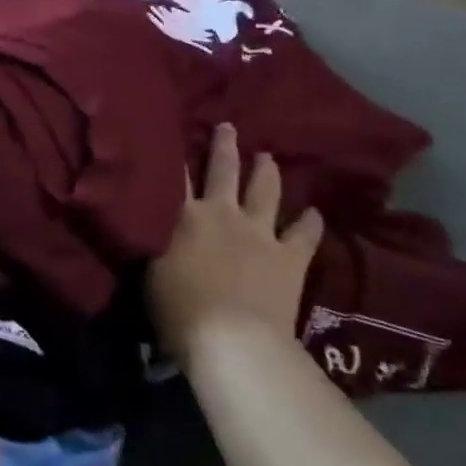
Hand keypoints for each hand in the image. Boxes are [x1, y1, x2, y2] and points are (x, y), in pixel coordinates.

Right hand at [148, 125, 323, 363]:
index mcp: (186, 216)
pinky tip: (314, 212)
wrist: (232, 338)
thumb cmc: (178, 309)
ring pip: (266, 191)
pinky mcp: (290, 257)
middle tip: (228, 127)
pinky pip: (304, 234)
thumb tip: (151, 228)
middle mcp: (224, 214)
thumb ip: (156, 245)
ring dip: (266, 171)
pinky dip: (310, 222)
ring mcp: (261, 233)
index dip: (176, 155)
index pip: (177, 177)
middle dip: (224, 147)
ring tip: (267, 157)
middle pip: (224, 171)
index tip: (177, 132)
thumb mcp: (151, 272)